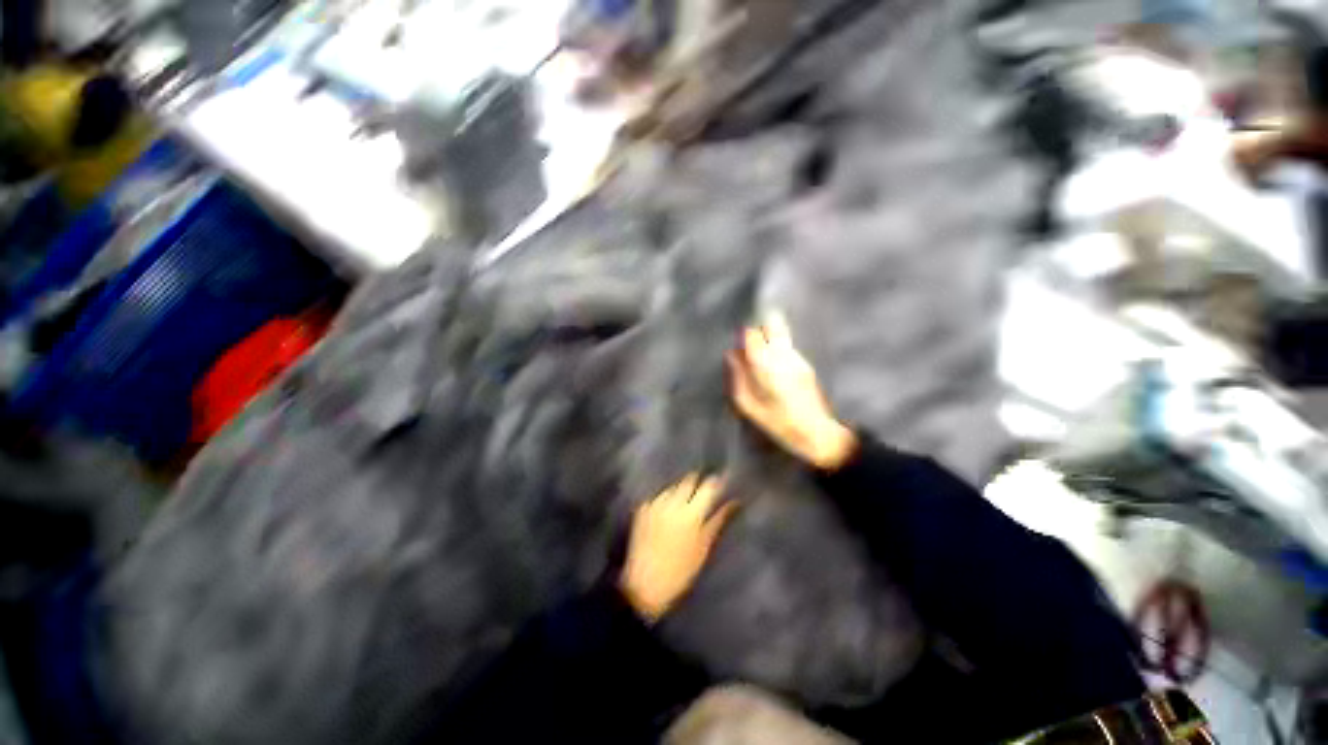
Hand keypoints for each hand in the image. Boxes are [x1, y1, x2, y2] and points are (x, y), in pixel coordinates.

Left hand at [620, 475, 738, 622]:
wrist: (645, 585)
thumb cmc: (681, 570)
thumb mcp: (704, 546)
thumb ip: (718, 520)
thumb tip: (735, 502)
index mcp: (692, 513)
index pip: (708, 486)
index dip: (716, 482)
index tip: (721, 482)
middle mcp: (673, 503)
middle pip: (688, 481)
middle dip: (697, 482)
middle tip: (701, 492)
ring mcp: (656, 504)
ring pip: (672, 487)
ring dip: (680, 491)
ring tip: (683, 503)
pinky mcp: (642, 508)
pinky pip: (658, 497)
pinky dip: (664, 500)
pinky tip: (666, 512)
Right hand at [727, 314, 856, 470]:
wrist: (817, 433)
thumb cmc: (777, 422)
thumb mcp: (748, 405)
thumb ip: (737, 377)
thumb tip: (730, 355)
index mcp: (766, 365)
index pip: (752, 334)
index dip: (743, 336)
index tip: (738, 346)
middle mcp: (783, 355)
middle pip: (772, 324)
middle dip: (759, 329)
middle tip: (751, 345)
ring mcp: (798, 358)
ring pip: (781, 334)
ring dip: (769, 339)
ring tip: (761, 358)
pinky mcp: (806, 365)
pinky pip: (788, 348)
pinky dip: (778, 350)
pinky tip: (774, 370)